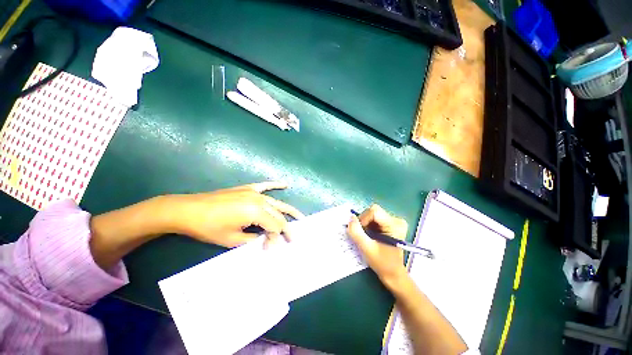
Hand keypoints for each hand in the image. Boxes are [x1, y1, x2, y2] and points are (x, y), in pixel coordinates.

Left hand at [167, 182, 304, 247]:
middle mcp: (257, 199)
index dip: (276, 240)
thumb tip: (264, 240)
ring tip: (300, 218)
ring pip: (275, 201)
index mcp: (256, 211)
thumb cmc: (209, 228)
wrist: (188, 211)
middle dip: (285, 228)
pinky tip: (284, 185)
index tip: (270, 250)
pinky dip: (274, 185)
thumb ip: (253, 240)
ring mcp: (250, 191)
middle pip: (277, 214)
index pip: (275, 227)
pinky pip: (263, 186)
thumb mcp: (233, 240)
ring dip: (287, 210)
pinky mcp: (242, 189)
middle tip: (292, 240)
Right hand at [347, 204, 407, 284]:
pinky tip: (372, 238)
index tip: (359, 232)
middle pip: (374, 212)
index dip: (363, 219)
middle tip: (362, 237)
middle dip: (364, 223)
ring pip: (374, 216)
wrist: (392, 273)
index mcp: (395, 224)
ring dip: (367, 226)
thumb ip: (357, 233)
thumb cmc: (382, 263)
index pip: (374, 211)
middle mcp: (397, 220)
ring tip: (367, 239)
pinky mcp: (392, 226)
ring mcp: (395, 223)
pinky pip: (376, 221)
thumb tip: (350, 218)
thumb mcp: (367, 248)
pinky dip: (370, 228)